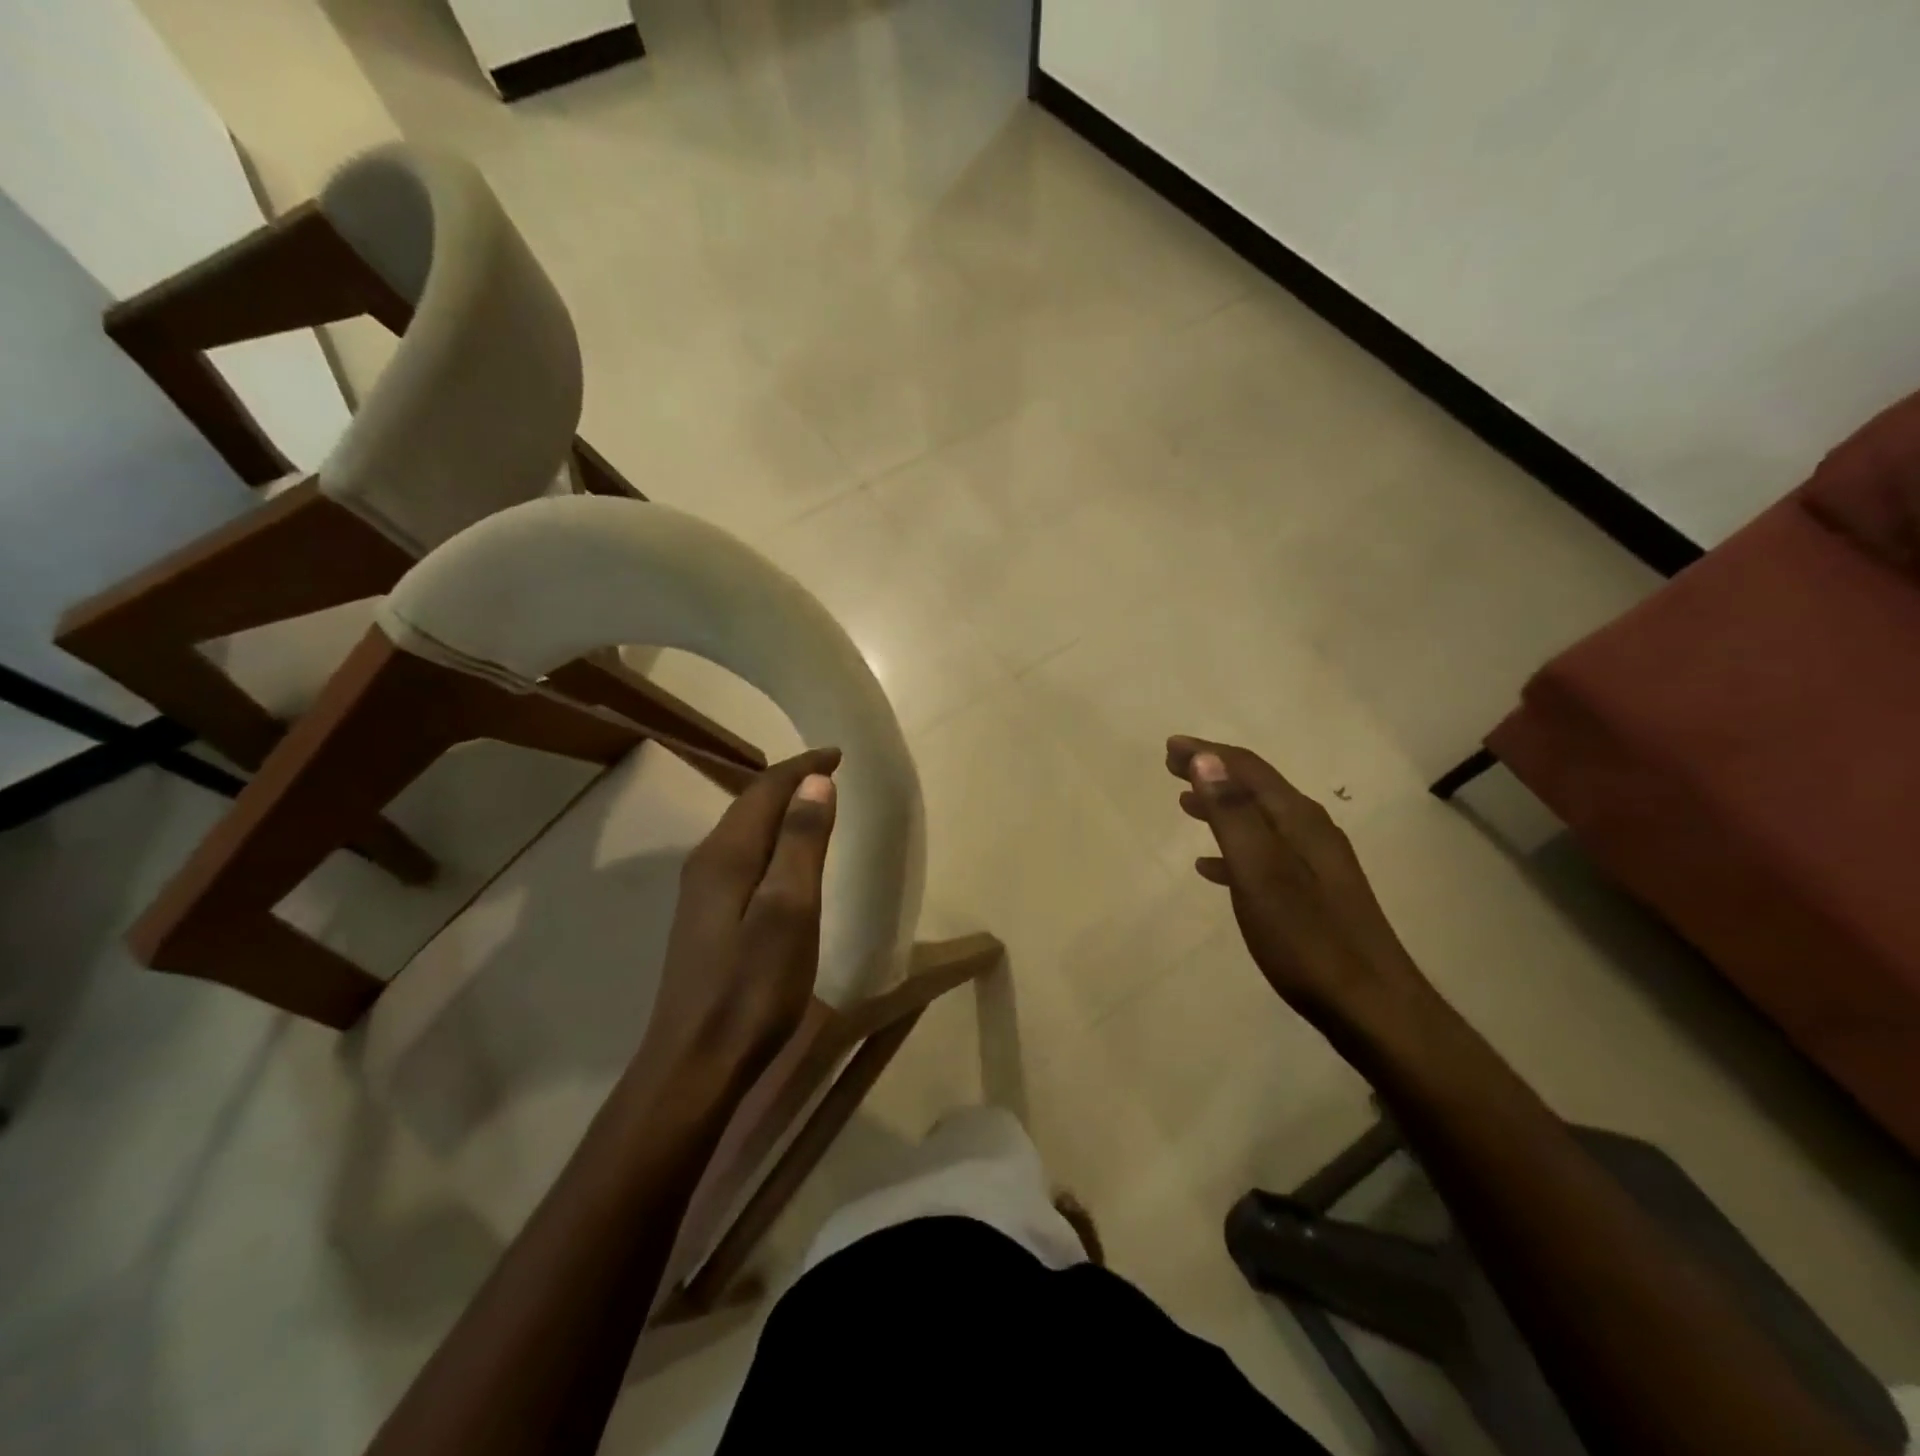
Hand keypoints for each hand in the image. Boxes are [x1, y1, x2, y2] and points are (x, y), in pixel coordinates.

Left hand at [645, 747, 840, 1082]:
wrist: (695, 1063)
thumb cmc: (752, 987)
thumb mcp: (790, 911)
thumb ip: (802, 843)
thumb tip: (814, 782)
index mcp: (726, 854)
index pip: (765, 789)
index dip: (802, 767)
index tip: (839, 755)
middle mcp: (706, 863)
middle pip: (749, 805)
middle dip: (789, 782)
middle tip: (829, 774)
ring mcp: (700, 893)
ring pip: (743, 831)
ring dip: (779, 811)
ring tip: (813, 805)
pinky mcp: (705, 919)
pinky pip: (741, 858)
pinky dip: (769, 842)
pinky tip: (783, 861)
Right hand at [1166, 736, 1432, 1037]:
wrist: (1372, 1007)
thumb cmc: (1308, 940)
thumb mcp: (1261, 874)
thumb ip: (1233, 816)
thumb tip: (1206, 760)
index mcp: (1299, 820)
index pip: (1247, 770)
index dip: (1208, 754)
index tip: (1170, 747)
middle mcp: (1311, 831)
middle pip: (1255, 788)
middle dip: (1213, 773)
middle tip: (1172, 768)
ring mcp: (1317, 864)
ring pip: (1259, 820)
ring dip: (1222, 807)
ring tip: (1185, 806)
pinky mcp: (1315, 893)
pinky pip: (1265, 854)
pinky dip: (1234, 848)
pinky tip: (1211, 867)